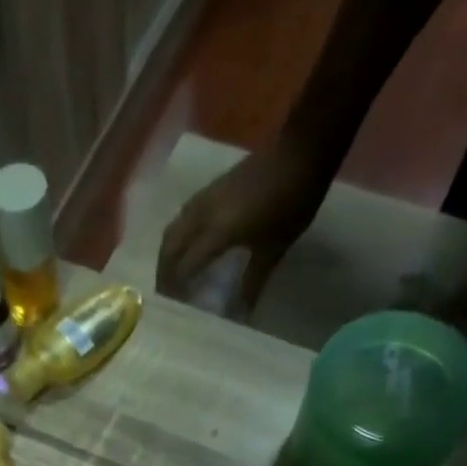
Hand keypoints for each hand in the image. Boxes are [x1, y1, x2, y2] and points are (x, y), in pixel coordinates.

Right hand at [156, 139, 330, 308]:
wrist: (302, 152)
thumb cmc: (291, 204)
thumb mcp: (273, 249)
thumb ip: (253, 281)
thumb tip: (243, 313)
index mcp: (216, 232)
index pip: (184, 267)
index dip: (176, 289)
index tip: (175, 309)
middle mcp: (202, 215)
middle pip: (169, 247)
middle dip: (164, 272)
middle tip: (165, 294)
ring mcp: (204, 198)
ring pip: (172, 229)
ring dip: (167, 253)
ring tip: (171, 273)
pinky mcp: (211, 189)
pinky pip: (183, 217)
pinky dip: (177, 236)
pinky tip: (186, 246)